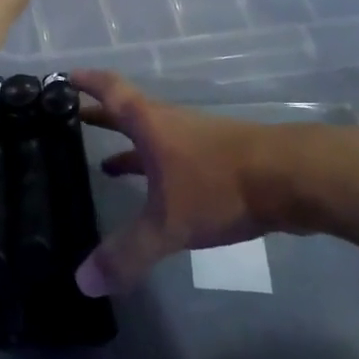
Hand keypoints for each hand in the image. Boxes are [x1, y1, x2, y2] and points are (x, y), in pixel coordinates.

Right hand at [71, 71, 358, 297]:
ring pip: (153, 137)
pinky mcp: (220, 159)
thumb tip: (82, 282)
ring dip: (128, 146)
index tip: (63, 76)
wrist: (295, 178)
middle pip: (128, 112)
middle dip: (100, 116)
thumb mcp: (169, 223)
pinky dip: (155, 168)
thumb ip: (128, 253)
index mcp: (150, 124)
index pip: (110, 90)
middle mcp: (170, 124)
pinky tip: (157, 193)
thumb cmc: (221, 185)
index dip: (86, 81)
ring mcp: (197, 140)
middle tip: (72, 120)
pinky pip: (174, 157)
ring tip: (103, 163)